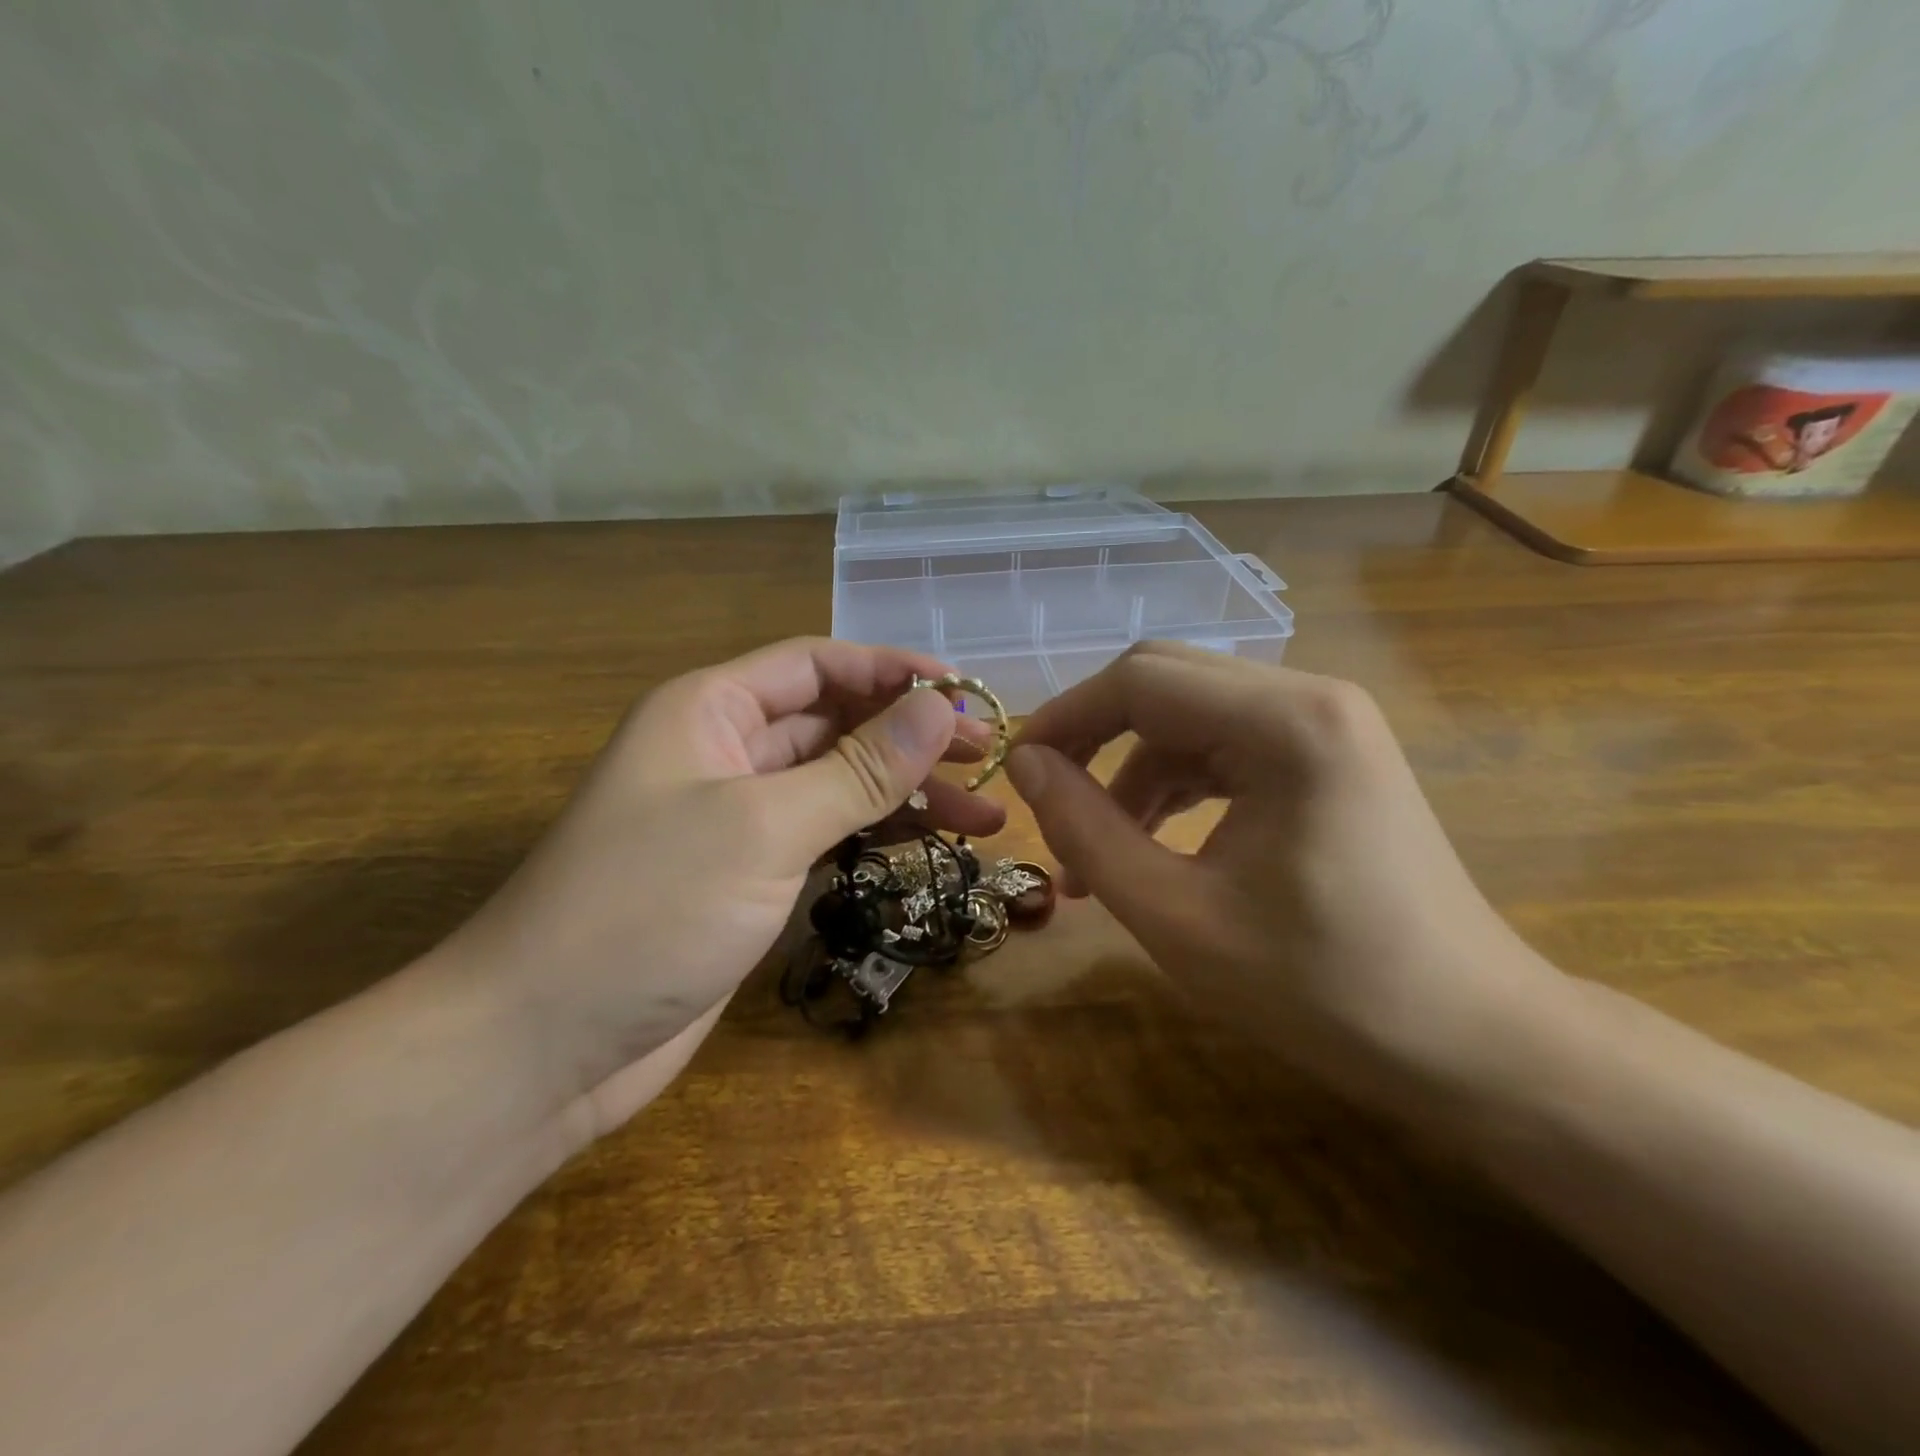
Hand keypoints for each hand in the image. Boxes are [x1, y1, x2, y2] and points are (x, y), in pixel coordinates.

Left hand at [430, 638, 1005, 1143]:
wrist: (542, 1046)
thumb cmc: (646, 909)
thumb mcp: (764, 826)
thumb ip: (859, 767)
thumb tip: (942, 708)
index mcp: (712, 709)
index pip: (819, 665)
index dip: (894, 672)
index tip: (968, 696)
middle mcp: (725, 751)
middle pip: (835, 723)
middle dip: (912, 737)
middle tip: (989, 761)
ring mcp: (738, 819)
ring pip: (838, 784)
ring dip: (906, 794)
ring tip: (984, 817)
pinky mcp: (749, 878)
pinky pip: (826, 837)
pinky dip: (876, 838)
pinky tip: (928, 850)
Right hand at [1006, 643, 1561, 1106]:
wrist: (1471, 1043)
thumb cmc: (1322, 990)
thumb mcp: (1175, 916)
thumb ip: (1086, 830)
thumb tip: (1025, 766)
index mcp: (1286, 723)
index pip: (1140, 680)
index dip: (1065, 718)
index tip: (1016, 773)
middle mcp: (1313, 697)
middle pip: (1165, 683)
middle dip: (1094, 739)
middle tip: (1048, 805)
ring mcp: (1328, 723)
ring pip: (1191, 716)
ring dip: (1132, 772)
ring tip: (1095, 853)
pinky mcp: (1330, 756)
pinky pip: (1226, 745)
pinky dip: (1176, 786)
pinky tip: (1152, 842)